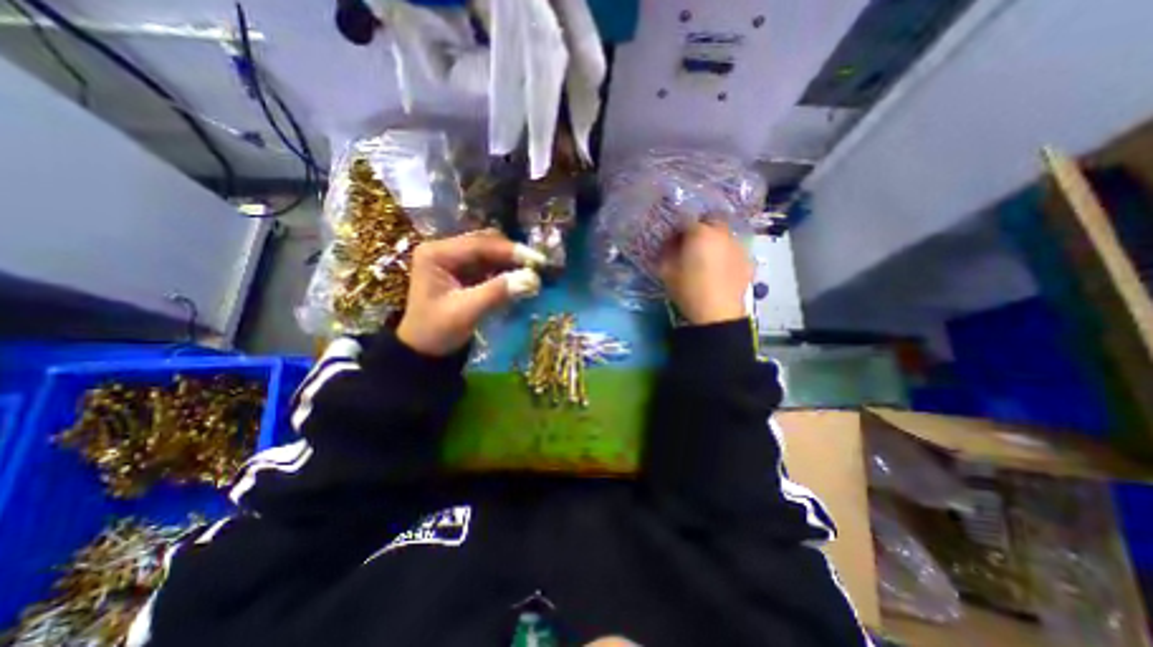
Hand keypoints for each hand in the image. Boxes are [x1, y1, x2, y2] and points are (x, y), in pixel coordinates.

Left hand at [396, 230, 544, 355]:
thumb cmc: (437, 331)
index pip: (479, 244)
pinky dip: (507, 270)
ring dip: (512, 262)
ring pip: (492, 252)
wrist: (425, 351)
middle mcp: (445, 250)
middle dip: (513, 255)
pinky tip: (521, 278)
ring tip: (534, 273)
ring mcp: (456, 260)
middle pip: (486, 243)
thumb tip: (533, 279)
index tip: (538, 261)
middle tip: (538, 267)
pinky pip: (492, 265)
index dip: (510, 251)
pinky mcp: (465, 271)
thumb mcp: (466, 312)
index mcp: (437, 254)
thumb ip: (498, 293)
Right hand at [656, 219, 757, 323]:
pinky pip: (734, 249)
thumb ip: (667, 251)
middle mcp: (722, 232)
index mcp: (700, 233)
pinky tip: (721, 269)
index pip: (686, 221)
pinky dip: (727, 253)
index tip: (673, 242)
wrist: (717, 313)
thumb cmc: (688, 290)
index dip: (678, 230)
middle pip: (710, 222)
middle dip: (700, 229)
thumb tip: (672, 243)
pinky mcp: (748, 259)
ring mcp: (738, 245)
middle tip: (692, 246)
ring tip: (708, 258)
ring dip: (715, 240)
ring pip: (724, 234)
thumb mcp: (666, 271)